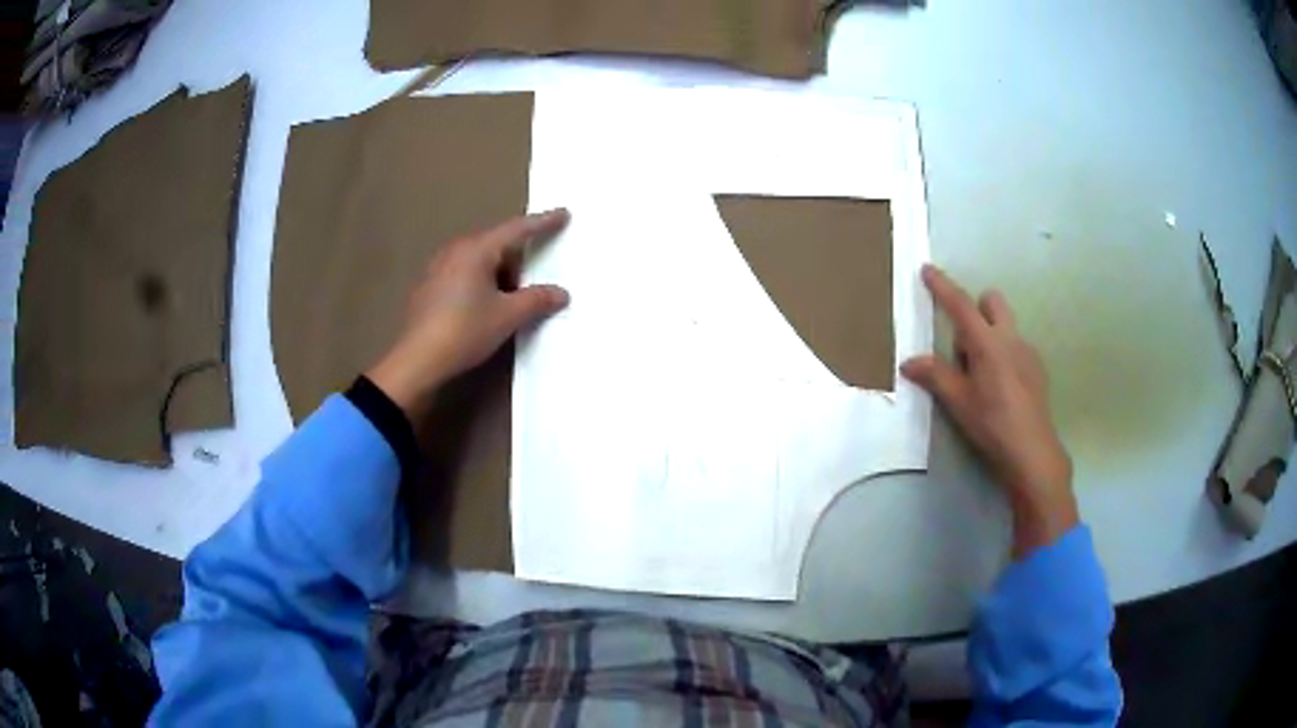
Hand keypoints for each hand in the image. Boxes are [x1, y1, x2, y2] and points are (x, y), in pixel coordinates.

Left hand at [366, 209, 570, 419]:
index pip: (517, 229)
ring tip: (510, 299)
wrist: (417, 361)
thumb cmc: (464, 331)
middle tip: (535, 278)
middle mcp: (455, 250)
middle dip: (518, 258)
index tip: (563, 213)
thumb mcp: (507, 317)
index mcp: (476, 249)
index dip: (543, 222)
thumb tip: (561, 293)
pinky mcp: (428, 286)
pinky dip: (481, 282)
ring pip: (479, 260)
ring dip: (498, 273)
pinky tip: (483, 308)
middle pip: (496, 244)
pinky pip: (463, 273)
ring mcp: (438, 267)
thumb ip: (537, 300)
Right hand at [901, 264, 1076, 557]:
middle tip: (962, 343)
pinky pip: (1016, 346)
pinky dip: (1003, 353)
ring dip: (989, 334)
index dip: (943, 286)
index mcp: (988, 343)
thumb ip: (935, 376)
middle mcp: (1010, 338)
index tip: (927, 269)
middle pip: (992, 302)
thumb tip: (909, 362)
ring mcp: (1027, 352)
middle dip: (976, 308)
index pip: (961, 305)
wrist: (1033, 451)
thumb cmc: (993, 424)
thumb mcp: (959, 402)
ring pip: (1005, 325)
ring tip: (980, 375)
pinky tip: (999, 387)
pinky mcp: (1037, 368)